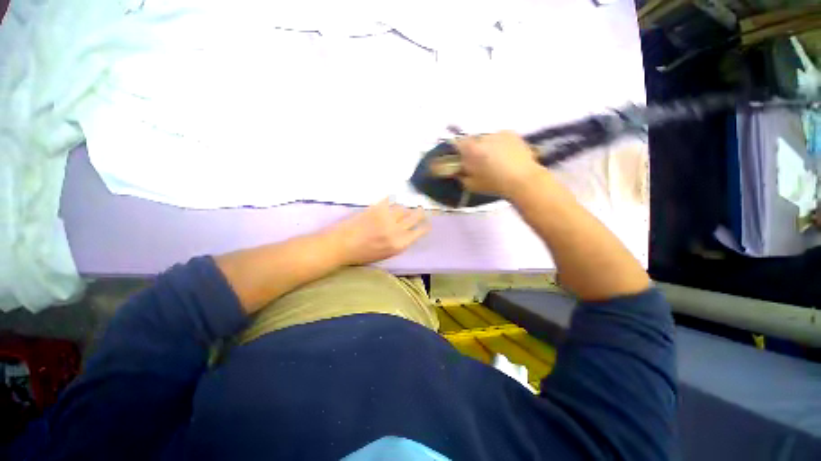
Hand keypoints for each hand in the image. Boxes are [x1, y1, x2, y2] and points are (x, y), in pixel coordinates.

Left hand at [329, 199, 429, 265]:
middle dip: (419, 213)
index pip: (418, 232)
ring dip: (404, 208)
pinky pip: (389, 200)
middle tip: (421, 209)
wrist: (341, 246)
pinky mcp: (377, 208)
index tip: (428, 224)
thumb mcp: (385, 254)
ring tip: (403, 208)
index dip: (424, 227)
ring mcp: (387, 218)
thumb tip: (407, 233)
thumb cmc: (362, 255)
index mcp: (399, 244)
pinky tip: (391, 199)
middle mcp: (396, 230)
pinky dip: (391, 200)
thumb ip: (398, 244)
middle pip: (413, 217)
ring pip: (402, 208)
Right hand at [452, 131, 543, 197]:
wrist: (523, 179)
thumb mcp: (472, 185)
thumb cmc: (494, 184)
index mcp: (471, 149)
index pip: (457, 144)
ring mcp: (498, 133)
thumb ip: (461, 176)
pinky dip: (500, 144)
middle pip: (473, 141)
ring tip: (496, 160)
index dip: (458, 151)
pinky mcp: (511, 133)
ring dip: (487, 147)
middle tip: (480, 162)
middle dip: (474, 149)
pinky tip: (506, 155)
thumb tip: (458, 170)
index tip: (462, 159)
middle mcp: (483, 137)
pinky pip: (500, 137)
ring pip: (487, 139)